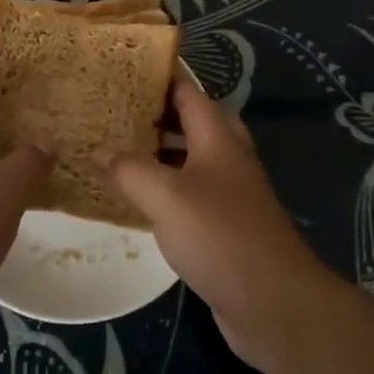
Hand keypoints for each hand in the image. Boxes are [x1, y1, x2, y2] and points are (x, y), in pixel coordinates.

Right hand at [105, 77, 339, 366]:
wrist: (274, 303)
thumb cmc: (221, 236)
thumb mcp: (166, 197)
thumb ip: (130, 170)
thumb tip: (99, 152)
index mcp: (218, 137)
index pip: (187, 91)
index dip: (158, 77)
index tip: (122, 70)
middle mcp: (227, 157)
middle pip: (190, 122)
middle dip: (154, 113)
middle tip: (113, 111)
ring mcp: (229, 192)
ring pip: (189, 159)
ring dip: (158, 152)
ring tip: (115, 149)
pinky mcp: (225, 225)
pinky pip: (189, 193)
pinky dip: (164, 188)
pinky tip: (136, 200)